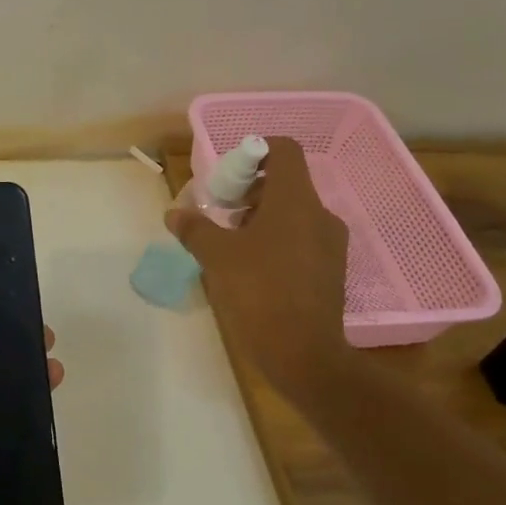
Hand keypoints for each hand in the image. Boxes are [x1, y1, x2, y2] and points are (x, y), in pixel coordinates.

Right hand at [165, 137, 351, 394]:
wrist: (303, 354)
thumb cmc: (259, 292)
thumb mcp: (216, 256)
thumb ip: (194, 229)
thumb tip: (175, 213)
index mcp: (295, 201)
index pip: (285, 150)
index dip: (255, 151)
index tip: (228, 174)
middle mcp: (319, 214)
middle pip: (286, 182)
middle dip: (249, 189)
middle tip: (220, 210)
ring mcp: (329, 244)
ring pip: (293, 212)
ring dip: (261, 215)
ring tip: (231, 241)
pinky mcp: (330, 270)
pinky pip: (301, 237)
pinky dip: (276, 238)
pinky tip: (251, 266)